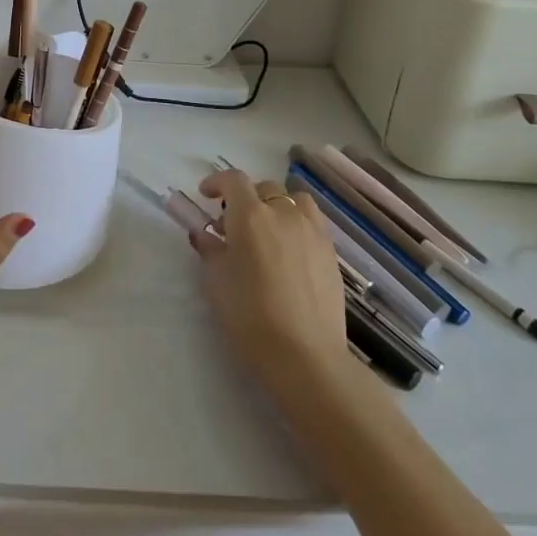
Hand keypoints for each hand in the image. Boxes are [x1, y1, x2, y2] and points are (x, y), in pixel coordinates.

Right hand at [194, 169, 360, 388]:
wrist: (305, 355)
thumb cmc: (250, 315)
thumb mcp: (216, 282)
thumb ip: (210, 250)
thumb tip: (205, 235)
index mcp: (250, 215)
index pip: (233, 180)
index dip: (217, 182)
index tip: (206, 195)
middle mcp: (283, 213)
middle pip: (265, 187)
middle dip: (247, 198)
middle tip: (234, 225)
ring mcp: (312, 231)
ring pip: (295, 200)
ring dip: (278, 206)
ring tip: (269, 230)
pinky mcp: (331, 253)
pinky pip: (313, 223)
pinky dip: (298, 225)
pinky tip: (290, 252)